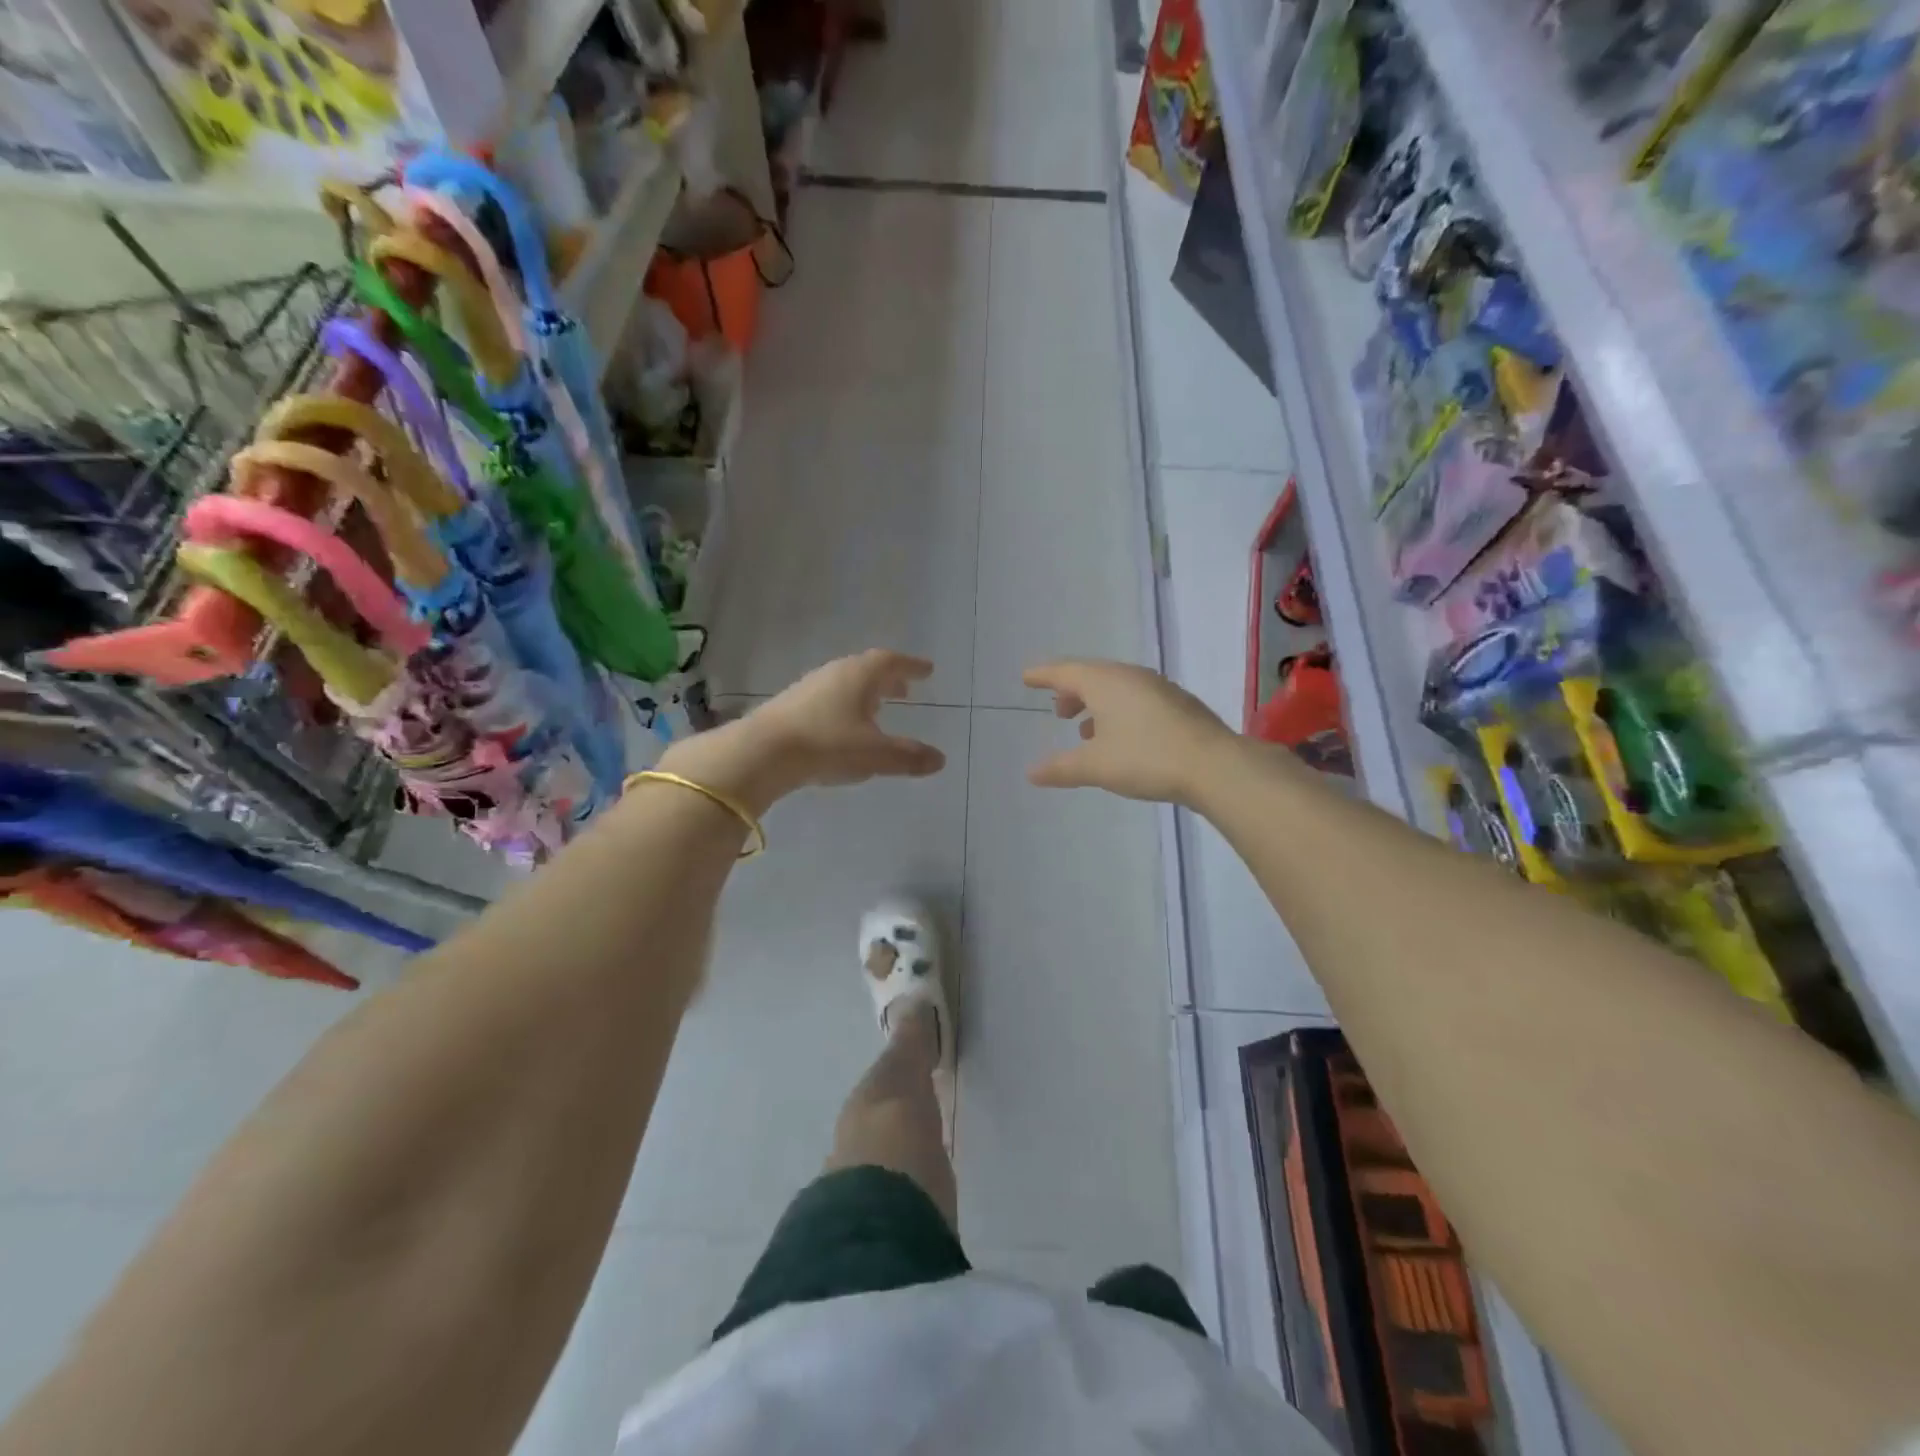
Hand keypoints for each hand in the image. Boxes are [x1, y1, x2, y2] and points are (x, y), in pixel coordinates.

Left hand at [659, 650, 946, 814]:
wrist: (763, 752)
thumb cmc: (827, 744)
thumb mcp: (875, 754)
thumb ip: (908, 757)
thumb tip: (940, 759)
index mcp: (860, 676)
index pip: (891, 662)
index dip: (911, 665)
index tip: (927, 670)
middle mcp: (835, 674)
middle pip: (867, 669)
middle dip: (888, 679)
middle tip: (905, 689)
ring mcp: (809, 688)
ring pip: (845, 684)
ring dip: (865, 693)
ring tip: (878, 708)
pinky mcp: (791, 707)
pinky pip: (827, 698)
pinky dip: (845, 706)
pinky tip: (844, 727)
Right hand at [1022, 659, 1238, 805]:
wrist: (1214, 766)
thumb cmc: (1146, 758)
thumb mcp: (1096, 766)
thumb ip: (1060, 768)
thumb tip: (1031, 772)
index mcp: (1106, 682)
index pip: (1065, 672)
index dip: (1043, 675)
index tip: (1027, 677)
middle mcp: (1131, 677)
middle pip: (1092, 676)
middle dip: (1071, 691)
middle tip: (1057, 710)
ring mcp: (1158, 688)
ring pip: (1116, 688)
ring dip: (1096, 704)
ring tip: (1084, 730)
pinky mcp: (1178, 705)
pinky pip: (1136, 699)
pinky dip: (1118, 711)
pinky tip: (1121, 738)